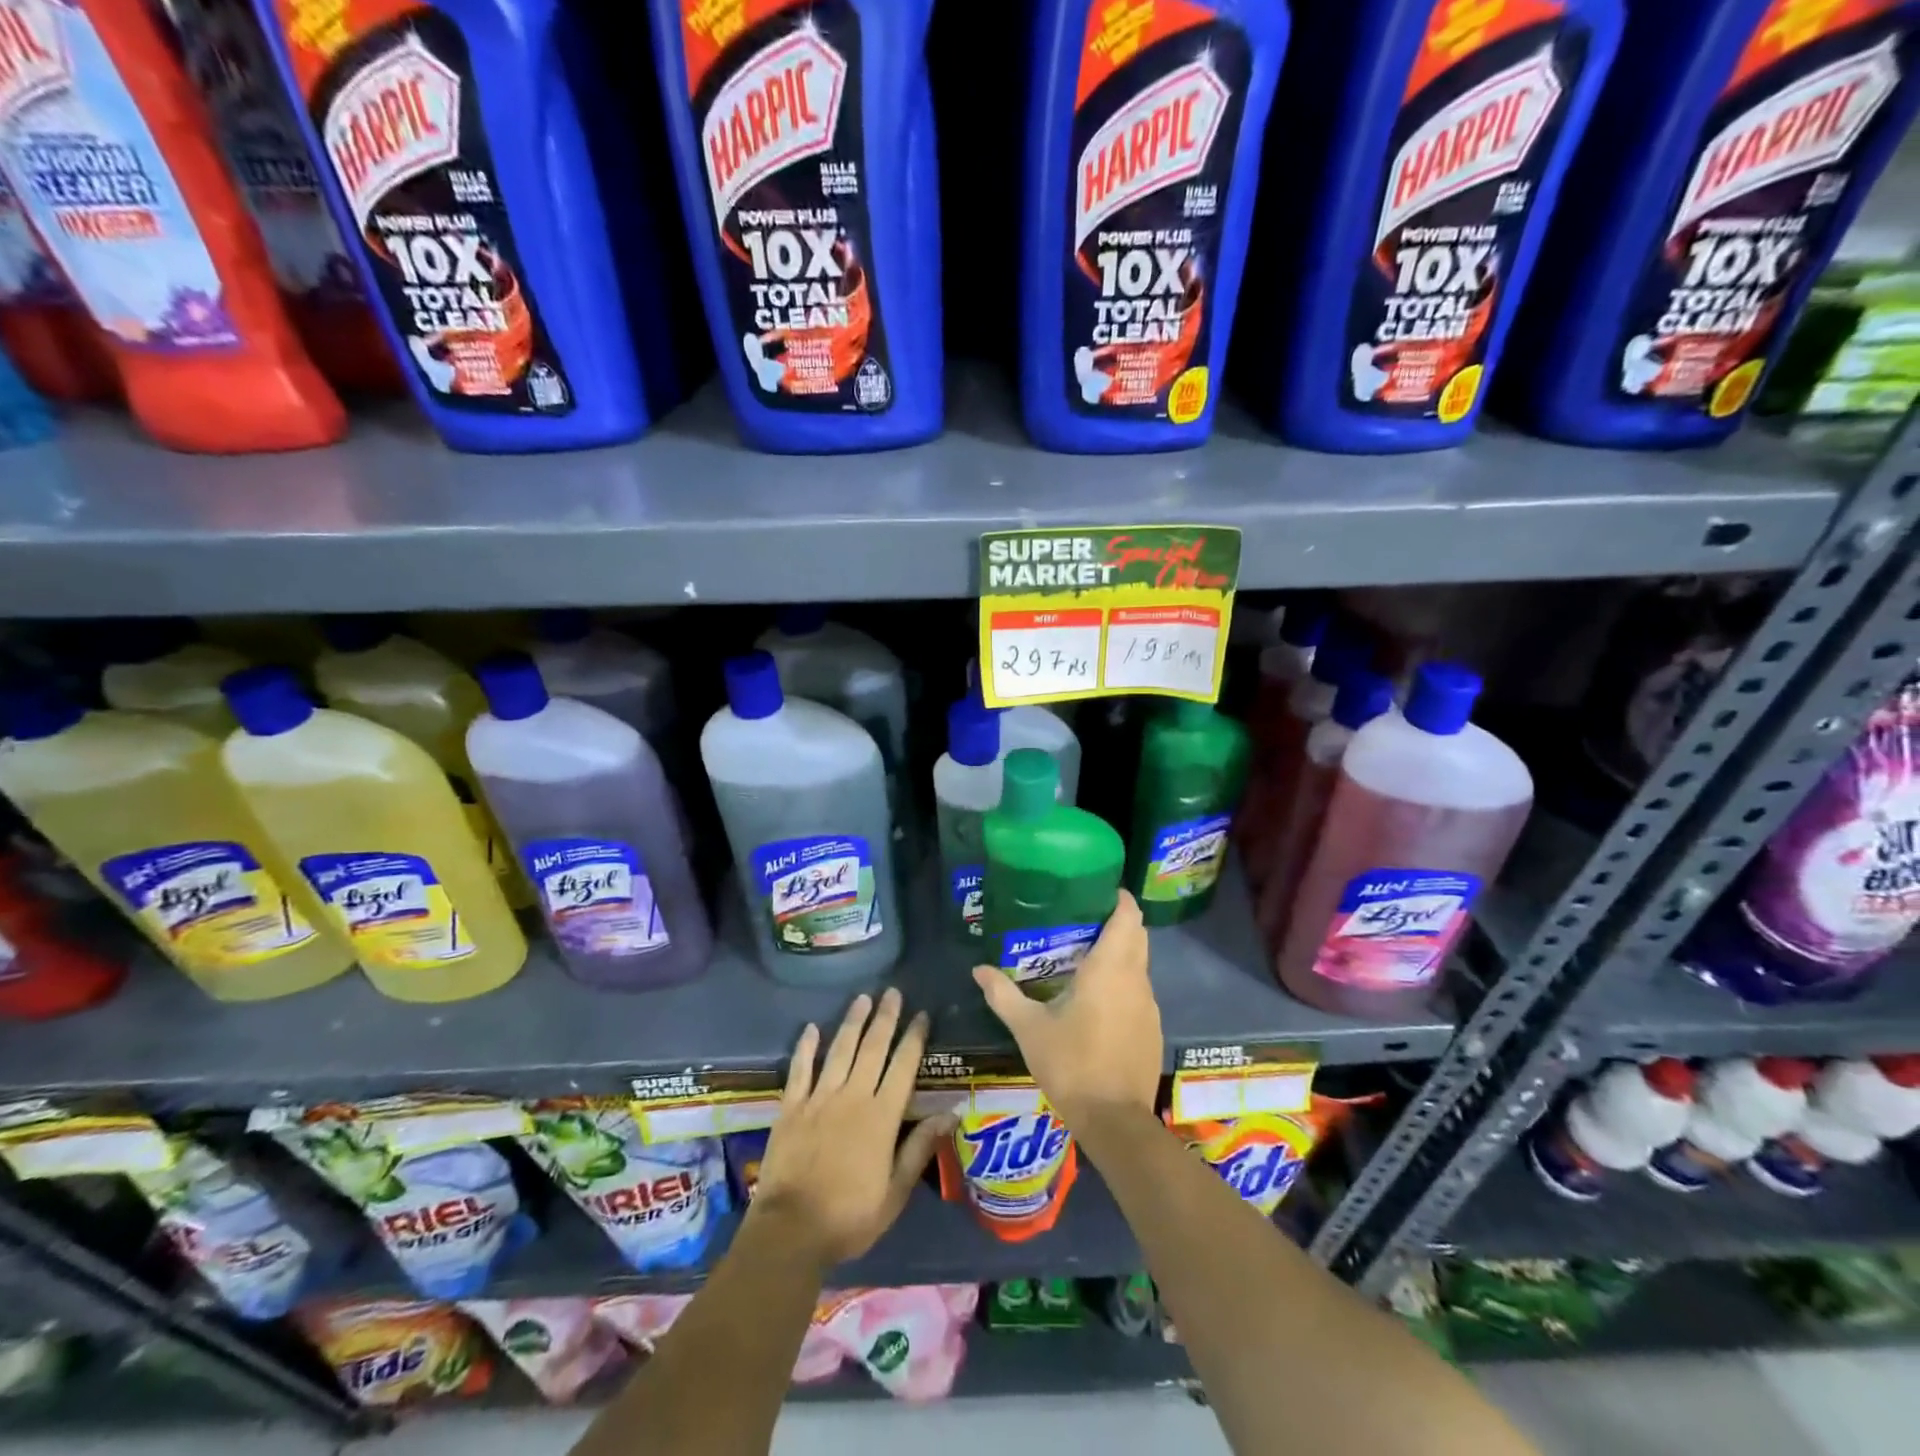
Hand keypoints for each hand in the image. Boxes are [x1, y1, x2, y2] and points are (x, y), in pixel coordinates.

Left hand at [751, 988, 952, 1273]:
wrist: (791, 1231)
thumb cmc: (850, 1217)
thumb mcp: (895, 1192)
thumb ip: (920, 1148)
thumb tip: (952, 1113)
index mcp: (881, 1117)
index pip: (903, 1067)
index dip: (914, 1038)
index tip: (922, 1015)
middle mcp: (852, 1097)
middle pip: (872, 1048)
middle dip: (885, 1018)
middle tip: (892, 992)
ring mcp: (819, 1099)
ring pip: (839, 1050)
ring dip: (852, 1022)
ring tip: (862, 998)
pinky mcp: (791, 1107)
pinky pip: (800, 1069)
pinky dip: (806, 1047)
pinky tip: (811, 1028)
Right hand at [972, 890, 1161, 1130]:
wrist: (1114, 1121)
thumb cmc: (1071, 1064)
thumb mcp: (1029, 1028)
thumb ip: (1003, 994)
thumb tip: (978, 969)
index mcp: (1110, 969)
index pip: (1128, 917)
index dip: (1119, 898)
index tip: (1098, 890)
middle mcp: (1136, 979)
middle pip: (1137, 936)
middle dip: (1117, 922)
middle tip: (1083, 919)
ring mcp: (1149, 1006)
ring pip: (1140, 965)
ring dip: (1121, 954)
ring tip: (1086, 956)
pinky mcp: (1153, 1029)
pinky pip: (1140, 991)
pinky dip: (1124, 983)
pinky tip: (1099, 1000)